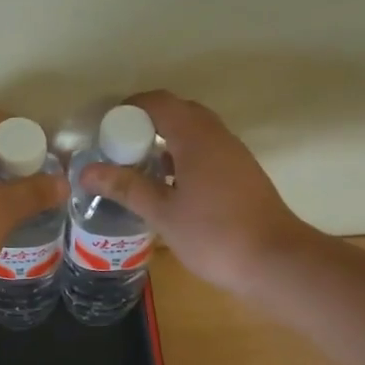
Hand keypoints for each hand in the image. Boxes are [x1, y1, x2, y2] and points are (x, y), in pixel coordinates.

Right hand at [79, 90, 315, 296]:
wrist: (277, 262)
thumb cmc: (215, 235)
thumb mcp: (163, 213)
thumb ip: (126, 187)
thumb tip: (87, 171)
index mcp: (197, 137)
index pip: (159, 103)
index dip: (130, 108)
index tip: (106, 129)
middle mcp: (218, 137)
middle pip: (179, 113)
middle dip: (147, 124)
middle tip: (120, 149)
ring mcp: (235, 155)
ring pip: (195, 133)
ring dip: (166, 141)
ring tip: (139, 168)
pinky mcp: (243, 174)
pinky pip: (207, 151)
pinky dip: (184, 157)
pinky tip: (169, 187)